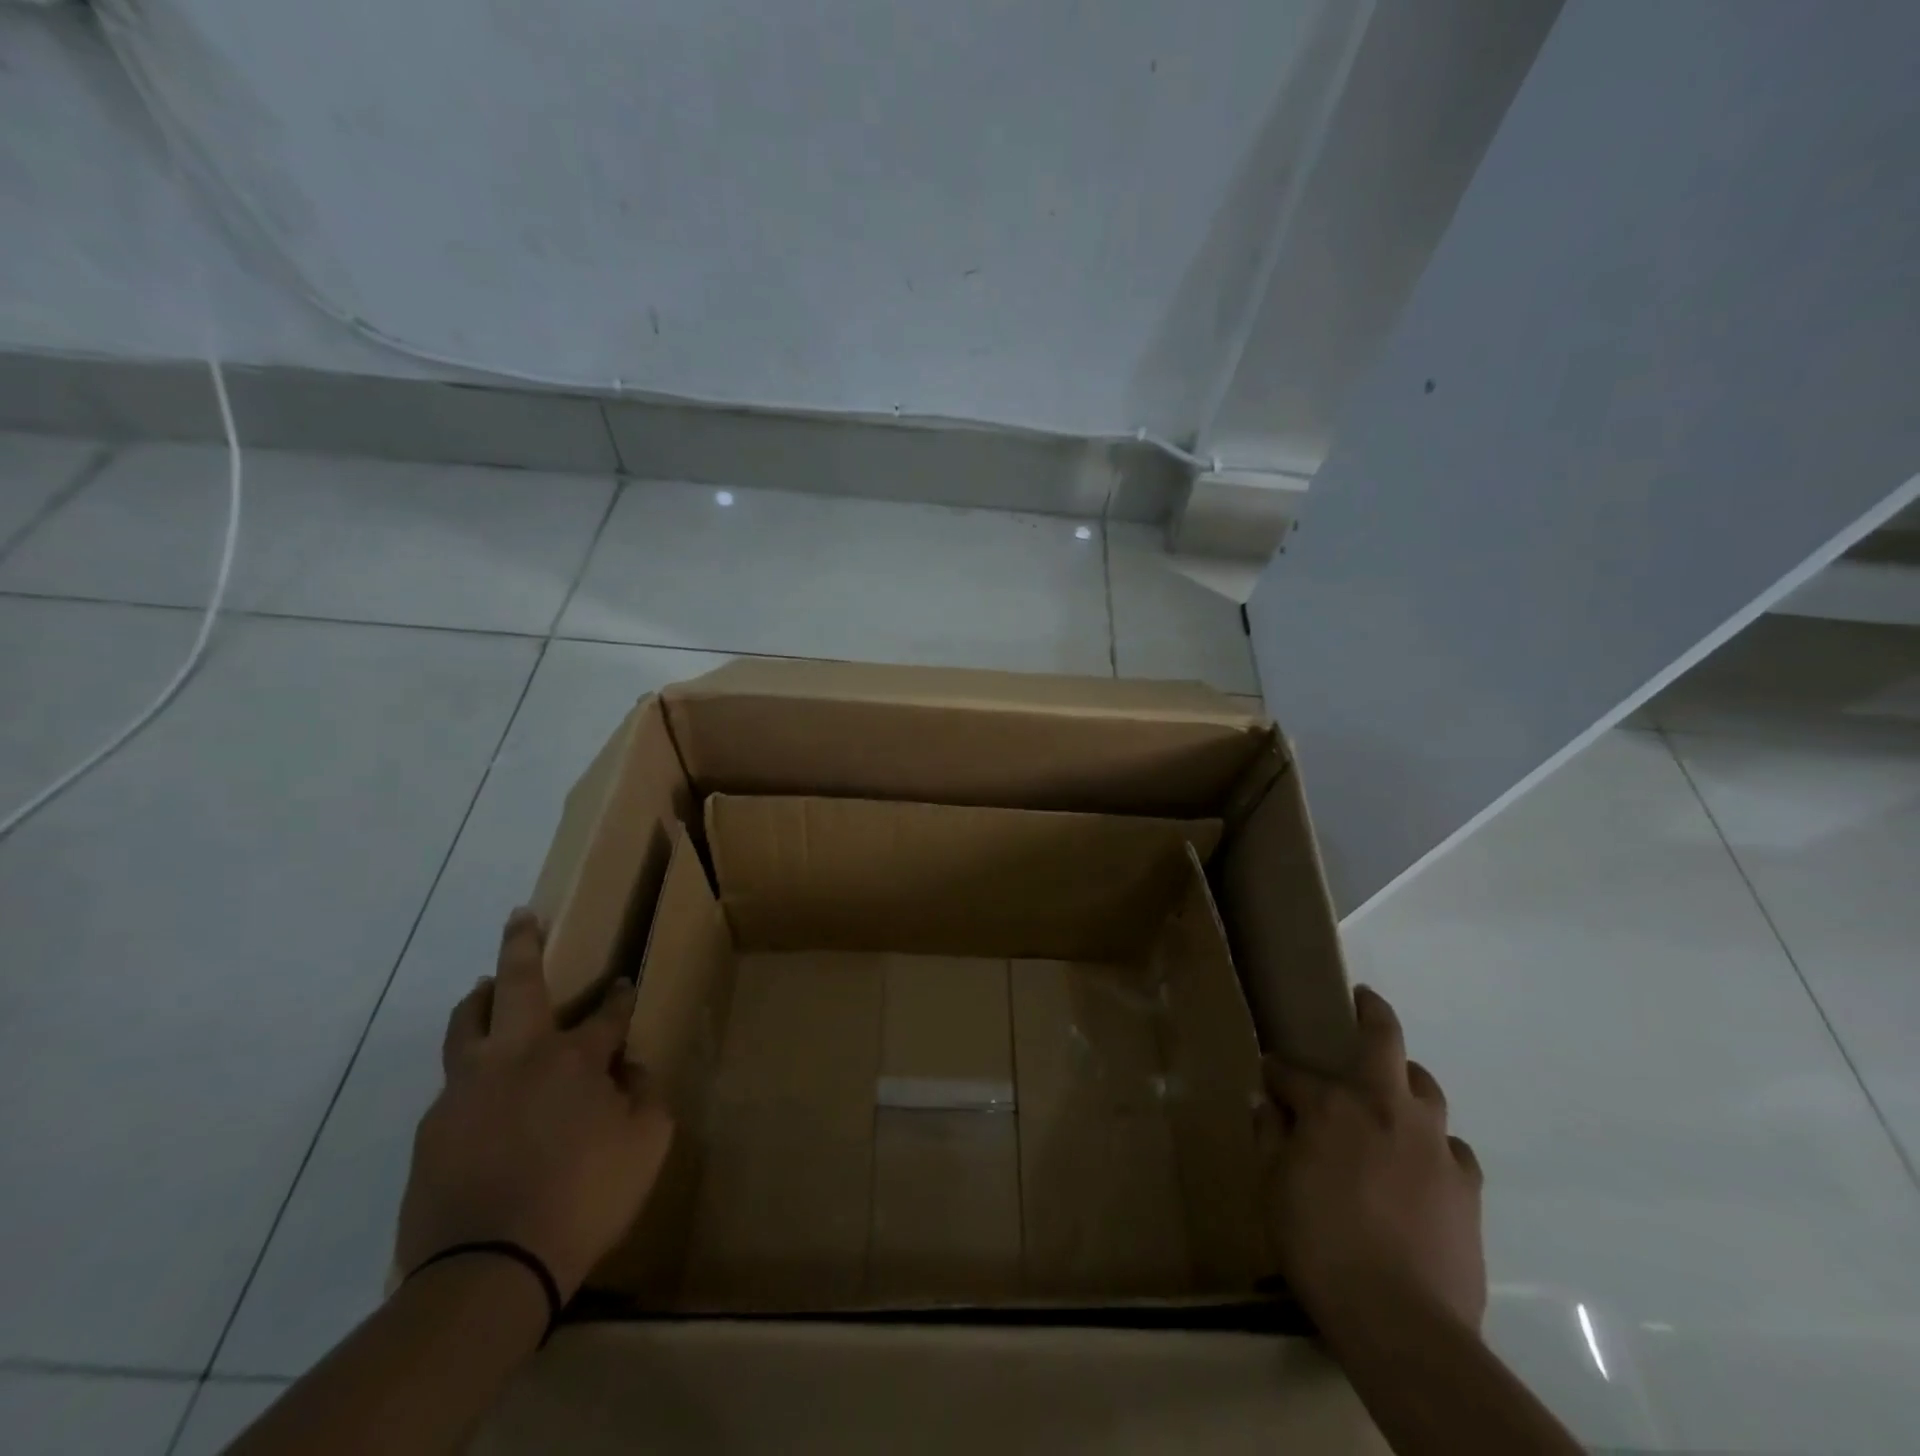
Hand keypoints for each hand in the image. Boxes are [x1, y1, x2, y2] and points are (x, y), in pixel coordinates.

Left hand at [395, 908, 673, 1300]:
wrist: (486, 1270)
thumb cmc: (582, 1200)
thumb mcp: (645, 1146)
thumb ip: (646, 1097)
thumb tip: (629, 1072)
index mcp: (573, 1060)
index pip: (606, 1013)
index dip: (619, 997)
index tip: (624, 985)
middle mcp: (518, 1058)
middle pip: (518, 984)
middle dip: (523, 944)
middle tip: (521, 916)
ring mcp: (467, 1090)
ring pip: (468, 1025)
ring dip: (481, 998)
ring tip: (486, 988)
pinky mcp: (433, 1128)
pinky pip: (453, 1084)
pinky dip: (470, 1070)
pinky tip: (481, 1094)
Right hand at [1261, 986, 1485, 1334]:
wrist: (1401, 1321)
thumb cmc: (1319, 1244)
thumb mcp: (1272, 1187)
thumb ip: (1270, 1137)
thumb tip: (1269, 1106)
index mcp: (1332, 1105)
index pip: (1292, 1071)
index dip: (1276, 1071)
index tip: (1268, 1077)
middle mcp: (1384, 1108)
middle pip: (1384, 1040)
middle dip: (1371, 1013)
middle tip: (1363, 1002)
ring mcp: (1433, 1143)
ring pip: (1425, 1087)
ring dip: (1406, 1079)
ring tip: (1392, 1093)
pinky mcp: (1466, 1185)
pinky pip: (1451, 1147)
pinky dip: (1434, 1143)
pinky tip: (1423, 1162)